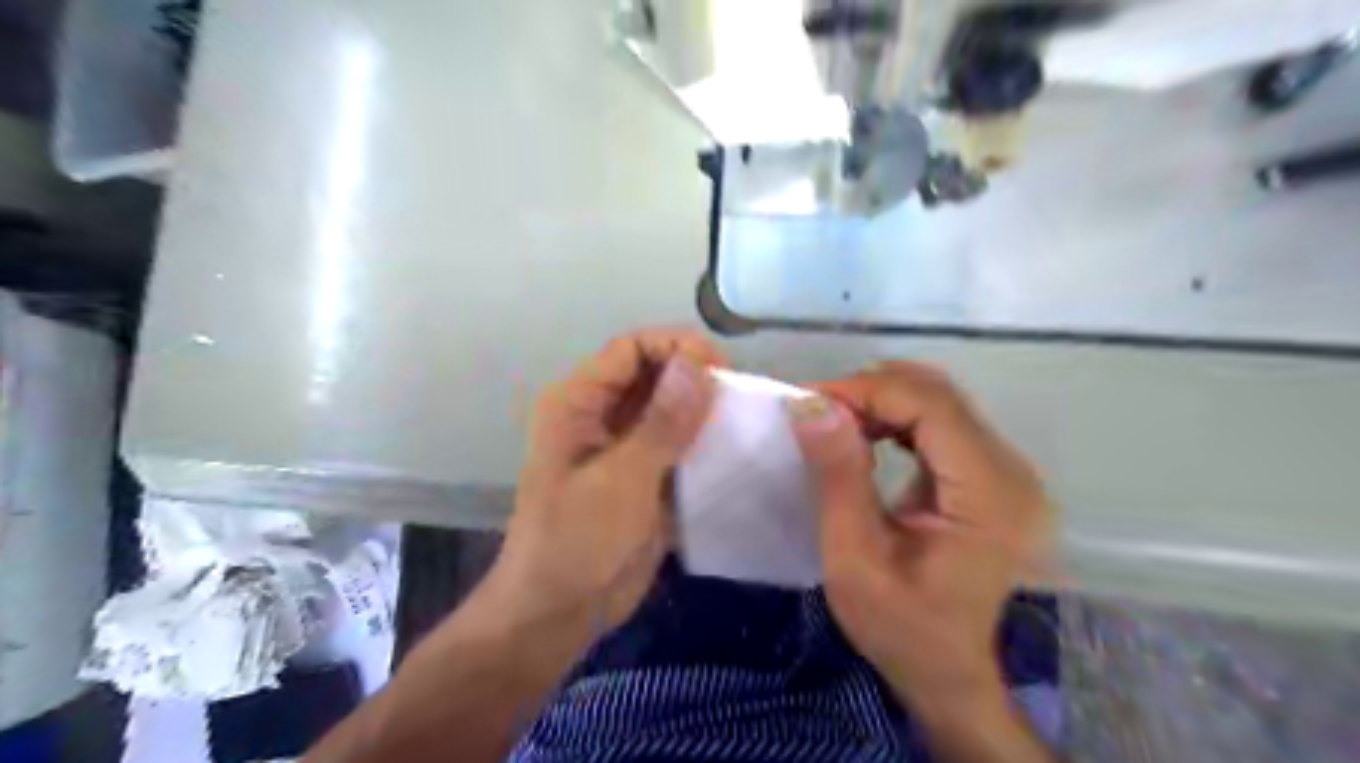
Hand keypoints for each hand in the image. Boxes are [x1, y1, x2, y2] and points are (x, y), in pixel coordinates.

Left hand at [484, 330, 728, 635]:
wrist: (558, 615)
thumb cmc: (575, 544)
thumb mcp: (620, 482)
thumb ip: (661, 425)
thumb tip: (698, 366)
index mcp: (579, 402)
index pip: (632, 349)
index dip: (677, 348)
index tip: (723, 370)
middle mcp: (600, 415)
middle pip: (654, 375)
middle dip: (696, 379)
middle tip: (743, 397)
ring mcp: (624, 447)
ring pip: (670, 410)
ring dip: (704, 412)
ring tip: (747, 421)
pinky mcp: (644, 476)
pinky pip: (678, 445)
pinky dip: (703, 444)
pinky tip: (735, 451)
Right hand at [788, 361, 1048, 712]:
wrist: (948, 672)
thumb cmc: (900, 628)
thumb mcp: (855, 557)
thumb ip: (838, 475)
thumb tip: (811, 405)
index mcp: (989, 495)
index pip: (931, 405)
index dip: (867, 391)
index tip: (810, 401)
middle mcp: (1011, 472)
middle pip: (938, 395)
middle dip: (870, 391)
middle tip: (815, 411)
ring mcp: (1007, 472)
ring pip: (939, 401)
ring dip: (881, 401)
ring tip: (833, 422)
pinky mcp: (992, 476)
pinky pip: (941, 423)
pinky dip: (896, 418)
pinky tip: (863, 434)